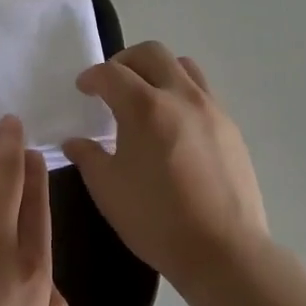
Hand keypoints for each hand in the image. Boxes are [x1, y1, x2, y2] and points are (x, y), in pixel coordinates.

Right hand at [64, 42, 268, 291]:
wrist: (225, 252)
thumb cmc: (157, 220)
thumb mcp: (109, 190)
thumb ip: (88, 157)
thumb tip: (75, 141)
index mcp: (145, 107)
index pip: (111, 73)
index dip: (92, 77)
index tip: (84, 89)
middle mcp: (180, 96)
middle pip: (151, 53)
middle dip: (125, 61)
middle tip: (113, 84)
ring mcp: (210, 109)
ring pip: (182, 66)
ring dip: (158, 71)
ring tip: (147, 96)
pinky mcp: (230, 127)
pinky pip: (203, 92)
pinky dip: (181, 93)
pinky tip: (174, 125)